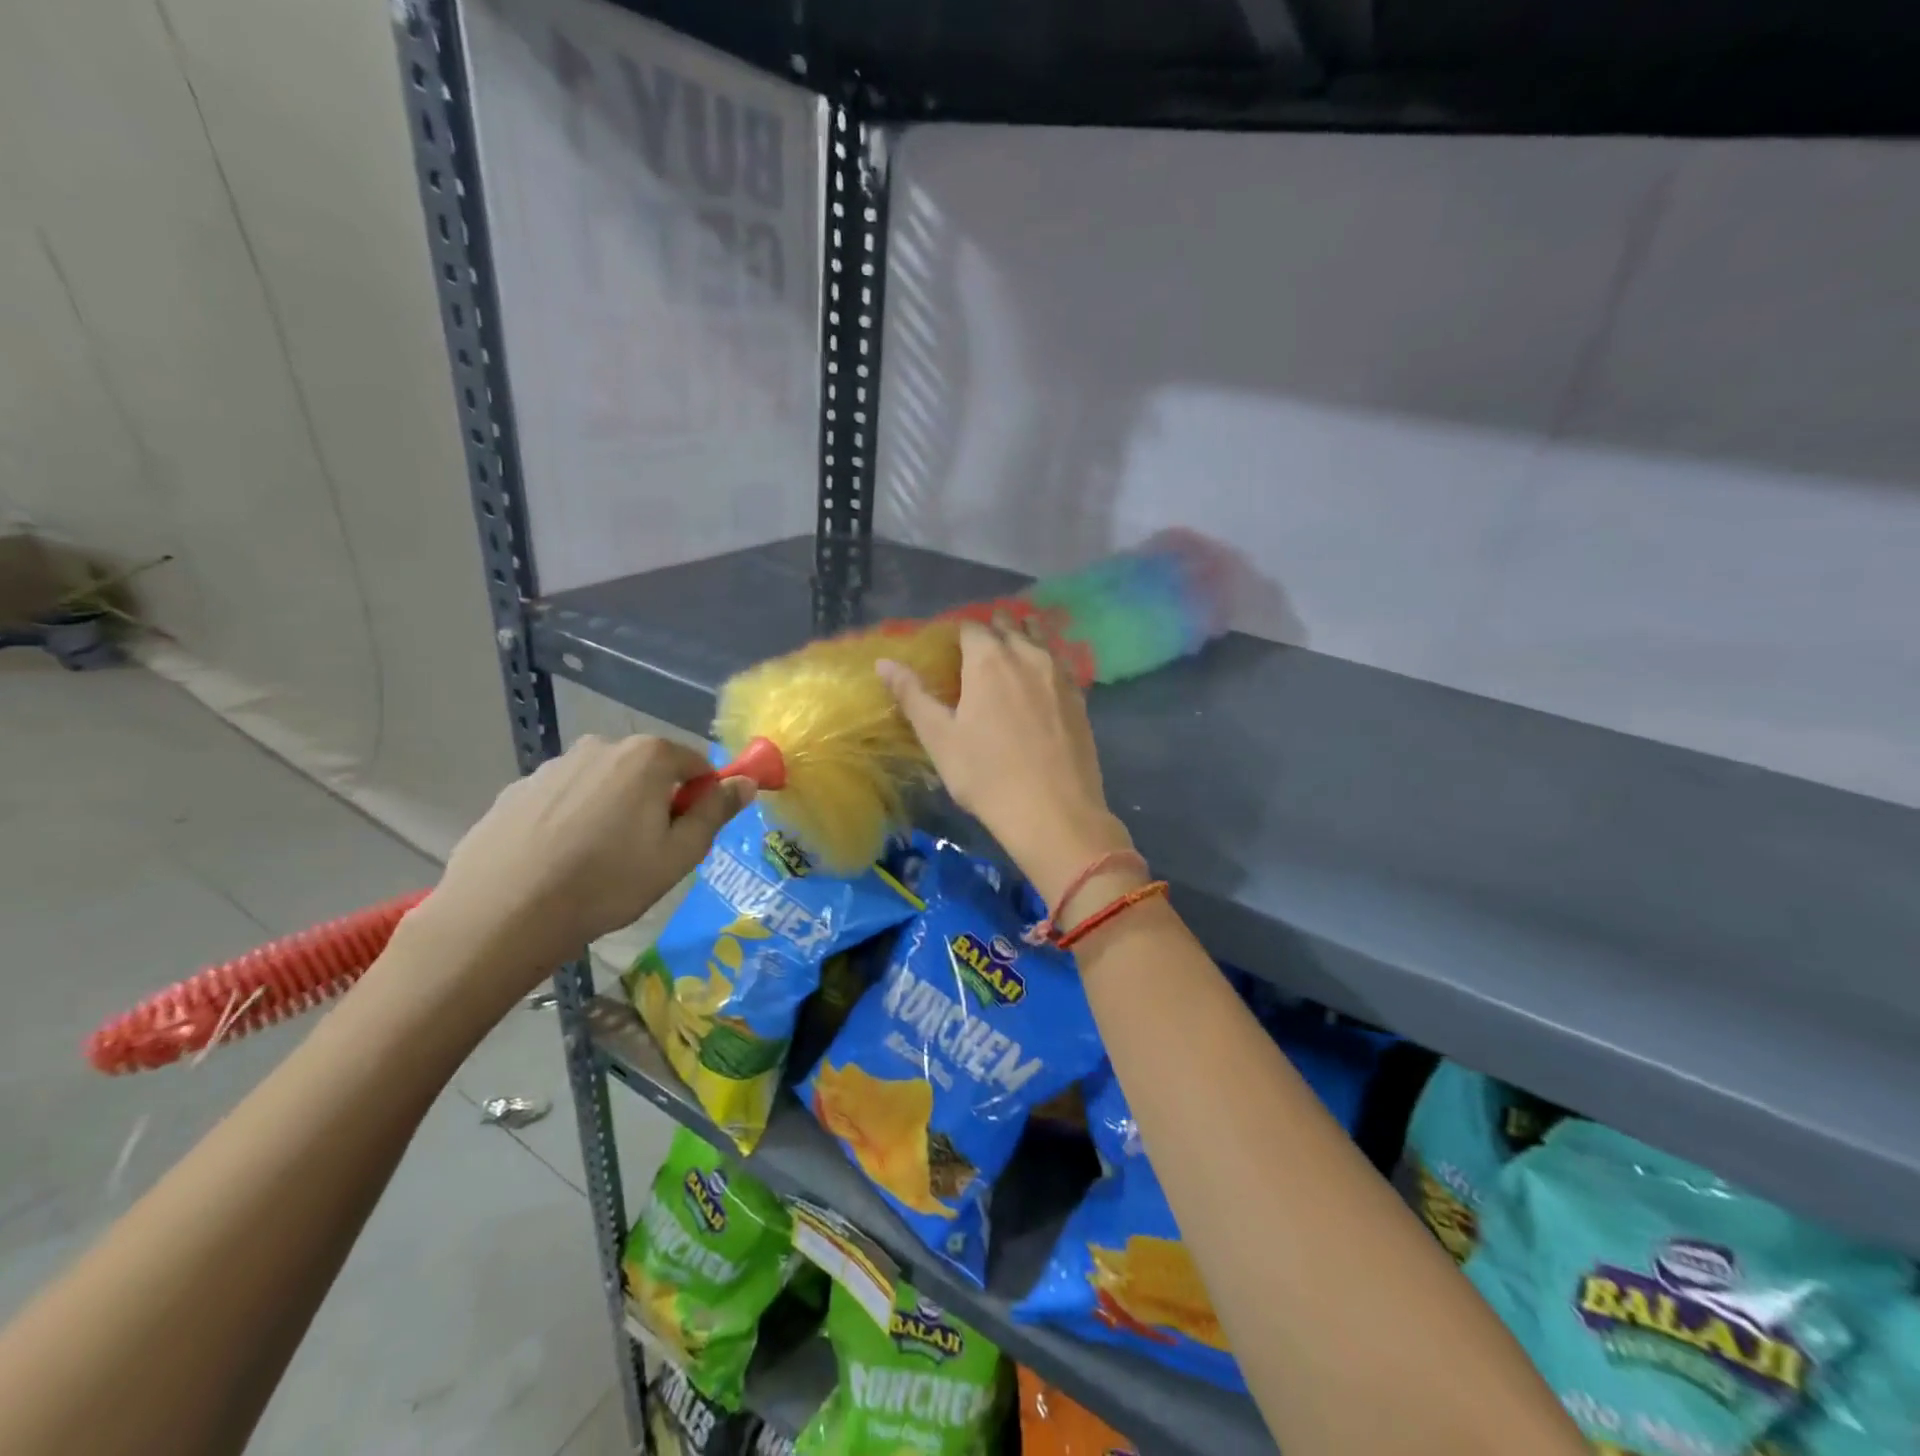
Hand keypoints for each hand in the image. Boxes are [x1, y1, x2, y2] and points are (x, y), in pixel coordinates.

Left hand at [408, 735, 752, 1003]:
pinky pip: (564, 798)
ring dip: (613, 810)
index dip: (702, 798)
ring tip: (597, 862)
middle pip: (649, 769)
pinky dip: (572, 820)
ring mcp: (554, 766)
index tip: (690, 835)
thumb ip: (715, 812)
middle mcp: (602, 746)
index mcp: (647, 757)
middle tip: (646, 853)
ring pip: (604, 783)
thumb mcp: (678, 855)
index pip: (696, 764)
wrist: (502, 914)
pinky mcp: (517, 790)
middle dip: (656, 802)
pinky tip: (559, 861)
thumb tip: (746, 782)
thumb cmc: (607, 884)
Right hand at [878, 621, 1132, 905]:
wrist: (1054, 812)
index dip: (957, 634)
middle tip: (977, 654)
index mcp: (989, 660)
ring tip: (1010, 656)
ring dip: (1023, 639)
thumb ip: (912, 695)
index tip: (949, 651)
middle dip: (992, 631)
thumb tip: (883, 662)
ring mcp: (1060, 675)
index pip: (970, 627)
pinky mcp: (1081, 698)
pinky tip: (1041, 683)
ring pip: (1040, 640)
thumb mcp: (939, 738)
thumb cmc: (986, 776)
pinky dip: (1046, 663)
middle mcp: (1027, 656)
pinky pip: (1060, 665)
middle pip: (1008, 628)